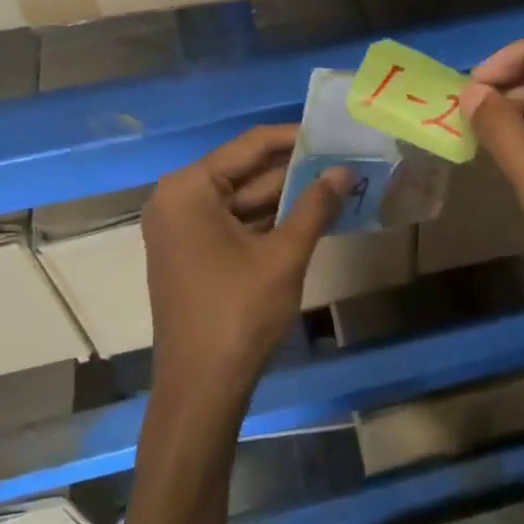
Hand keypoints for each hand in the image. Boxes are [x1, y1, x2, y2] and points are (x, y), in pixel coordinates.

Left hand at [141, 125, 347, 403]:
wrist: (201, 391)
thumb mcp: (284, 256)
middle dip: (295, 170)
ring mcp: (182, 228)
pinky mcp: (192, 253)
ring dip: (286, 196)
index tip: (334, 133)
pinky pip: (234, 223)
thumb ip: (315, 206)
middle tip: (344, 159)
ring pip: (243, 199)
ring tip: (337, 184)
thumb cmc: (238, 314)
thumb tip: (345, 170)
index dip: (296, 138)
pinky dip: (269, 220)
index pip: (251, 145)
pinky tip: (311, 216)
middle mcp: (178, 199)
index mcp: (189, 189)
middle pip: (245, 171)